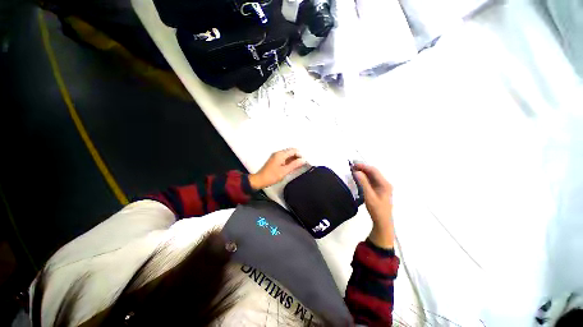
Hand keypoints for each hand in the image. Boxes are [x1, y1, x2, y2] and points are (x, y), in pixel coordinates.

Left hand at [249, 148, 305, 189]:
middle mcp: (278, 153)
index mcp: (280, 154)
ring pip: (288, 155)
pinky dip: (289, 161)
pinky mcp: (275, 160)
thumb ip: (294, 165)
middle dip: (297, 156)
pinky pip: (285, 158)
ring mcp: (276, 156)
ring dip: (294, 159)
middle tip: (303, 163)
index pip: (293, 150)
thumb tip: (303, 160)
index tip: (304, 161)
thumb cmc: (272, 176)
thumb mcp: (284, 171)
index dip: (300, 155)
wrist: (260, 180)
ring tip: (299, 165)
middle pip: (291, 151)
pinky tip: (292, 166)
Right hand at [353, 163, 394, 248]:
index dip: (363, 166)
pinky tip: (357, 177)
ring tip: (353, 170)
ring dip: (363, 172)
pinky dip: (364, 177)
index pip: (373, 170)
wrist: (382, 222)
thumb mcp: (369, 196)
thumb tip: (356, 172)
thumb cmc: (376, 209)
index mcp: (384, 184)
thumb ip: (363, 183)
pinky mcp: (378, 190)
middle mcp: (384, 183)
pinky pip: (370, 180)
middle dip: (362, 168)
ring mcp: (382, 186)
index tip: (353, 164)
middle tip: (351, 166)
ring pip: (371, 176)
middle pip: (373, 172)